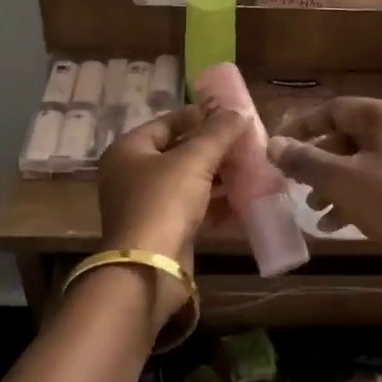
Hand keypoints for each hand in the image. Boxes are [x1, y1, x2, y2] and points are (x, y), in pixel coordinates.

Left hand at [98, 104, 248, 286]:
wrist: (149, 269)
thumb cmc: (164, 202)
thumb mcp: (194, 160)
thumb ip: (218, 133)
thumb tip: (238, 112)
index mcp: (129, 150)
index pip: (167, 123)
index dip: (199, 116)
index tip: (230, 114)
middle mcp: (132, 175)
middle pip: (178, 152)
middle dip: (214, 148)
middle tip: (246, 141)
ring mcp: (147, 205)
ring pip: (188, 182)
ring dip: (219, 176)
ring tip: (252, 167)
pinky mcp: (164, 231)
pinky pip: (194, 208)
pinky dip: (217, 203)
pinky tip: (246, 199)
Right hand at [267, 98, 381, 274]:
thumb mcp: (340, 180)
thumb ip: (304, 160)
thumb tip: (272, 144)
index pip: (334, 109)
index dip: (302, 126)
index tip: (278, 146)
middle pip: (346, 137)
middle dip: (316, 162)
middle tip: (293, 181)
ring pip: (359, 163)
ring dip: (331, 184)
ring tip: (311, 208)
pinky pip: (375, 182)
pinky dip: (352, 197)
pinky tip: (333, 224)